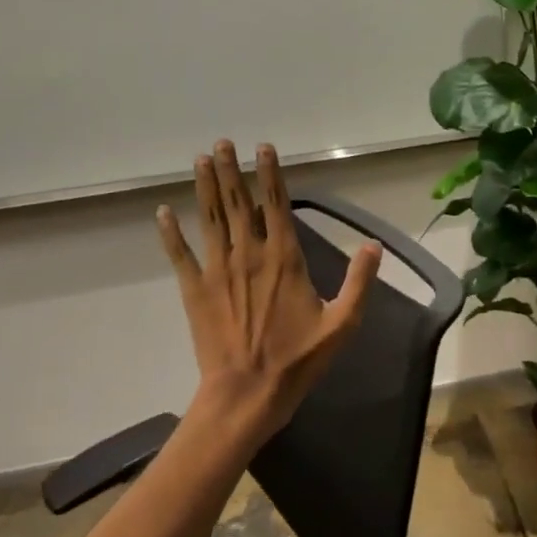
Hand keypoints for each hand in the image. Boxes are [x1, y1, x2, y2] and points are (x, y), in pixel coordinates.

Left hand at [157, 141, 380, 445]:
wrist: (248, 393)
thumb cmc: (298, 360)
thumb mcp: (342, 324)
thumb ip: (359, 282)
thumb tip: (373, 245)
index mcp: (284, 259)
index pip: (277, 205)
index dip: (270, 174)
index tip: (263, 148)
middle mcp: (249, 255)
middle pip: (238, 203)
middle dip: (231, 170)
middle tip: (222, 143)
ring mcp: (218, 271)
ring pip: (210, 219)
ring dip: (205, 188)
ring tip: (201, 160)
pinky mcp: (195, 290)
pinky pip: (180, 255)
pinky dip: (170, 233)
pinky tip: (163, 212)